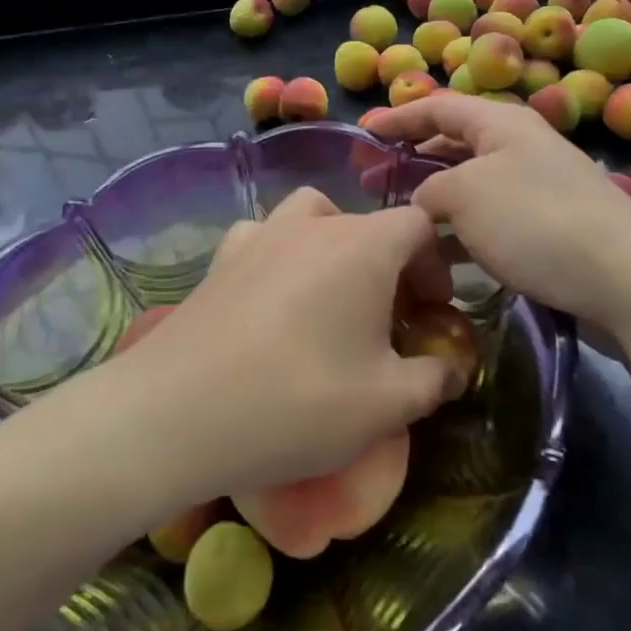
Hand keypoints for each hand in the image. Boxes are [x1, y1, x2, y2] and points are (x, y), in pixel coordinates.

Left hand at [102, 188, 457, 505]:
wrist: (177, 413)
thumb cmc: (298, 402)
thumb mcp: (386, 405)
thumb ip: (434, 379)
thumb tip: (453, 367)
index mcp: (362, 246)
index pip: (417, 224)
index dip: (435, 263)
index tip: (431, 312)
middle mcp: (312, 224)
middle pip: (367, 224)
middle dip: (390, 265)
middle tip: (389, 320)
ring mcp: (260, 235)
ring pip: (313, 217)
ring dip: (334, 247)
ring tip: (332, 296)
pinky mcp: (221, 258)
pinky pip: (264, 237)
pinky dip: (281, 254)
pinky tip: (273, 297)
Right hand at [365, 92, 630, 332]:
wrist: (626, 280)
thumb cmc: (535, 221)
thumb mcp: (465, 194)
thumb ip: (429, 190)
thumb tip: (423, 203)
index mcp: (502, 124)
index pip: (439, 107)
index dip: (398, 117)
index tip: (363, 133)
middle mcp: (522, 148)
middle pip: (456, 144)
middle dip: (413, 160)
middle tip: (373, 184)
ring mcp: (540, 189)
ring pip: (473, 186)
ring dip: (436, 201)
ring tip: (401, 224)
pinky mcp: (552, 229)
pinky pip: (493, 220)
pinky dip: (463, 231)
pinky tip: (444, 257)